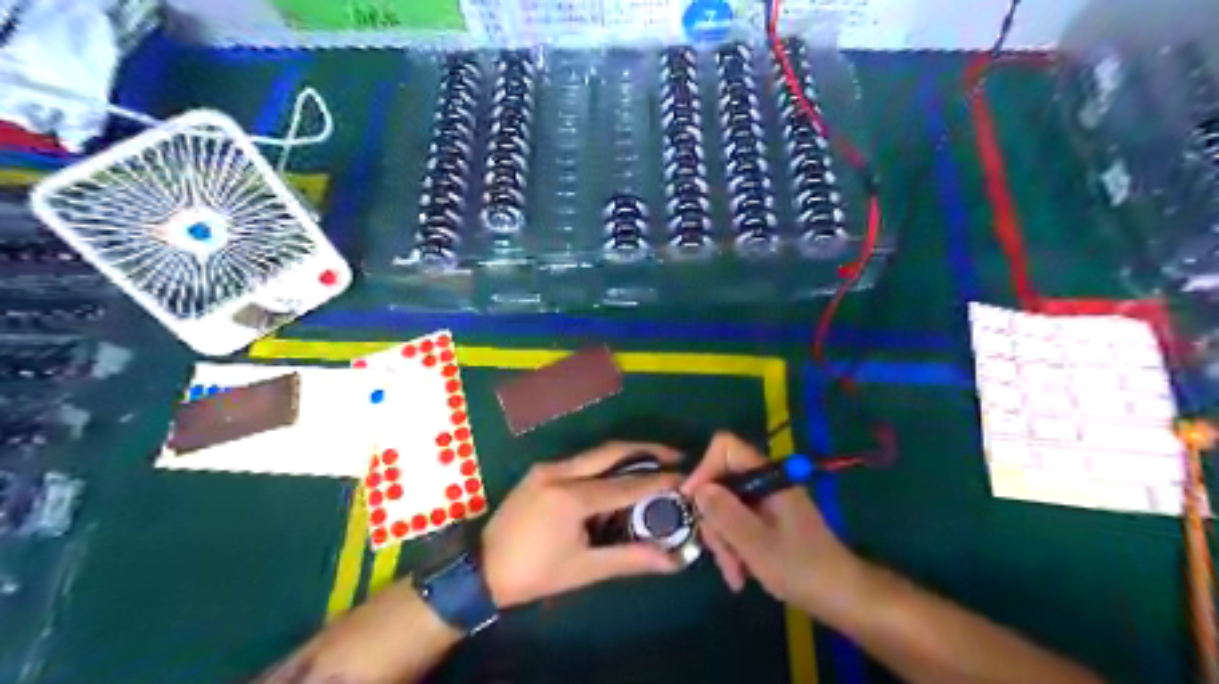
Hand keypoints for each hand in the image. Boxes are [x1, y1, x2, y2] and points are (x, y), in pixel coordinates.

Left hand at [480, 442, 685, 608]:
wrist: (481, 568)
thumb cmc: (534, 573)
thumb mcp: (584, 569)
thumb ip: (630, 560)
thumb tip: (672, 562)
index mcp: (571, 497)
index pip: (626, 484)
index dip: (659, 481)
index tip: (685, 478)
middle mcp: (560, 471)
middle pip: (612, 451)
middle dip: (647, 450)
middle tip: (675, 456)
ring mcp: (547, 467)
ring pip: (596, 453)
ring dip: (626, 456)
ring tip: (653, 464)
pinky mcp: (539, 470)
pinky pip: (580, 461)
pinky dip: (604, 465)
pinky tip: (617, 478)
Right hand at [680, 434, 860, 619]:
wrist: (843, 597)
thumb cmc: (802, 568)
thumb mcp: (757, 544)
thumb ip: (725, 513)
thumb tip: (698, 489)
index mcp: (767, 476)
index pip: (725, 448)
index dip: (704, 469)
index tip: (693, 503)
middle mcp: (765, 482)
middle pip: (721, 482)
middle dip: (714, 520)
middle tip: (719, 554)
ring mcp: (766, 501)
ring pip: (726, 507)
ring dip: (723, 540)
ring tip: (735, 574)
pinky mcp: (767, 520)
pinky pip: (737, 523)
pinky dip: (734, 547)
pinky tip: (740, 574)